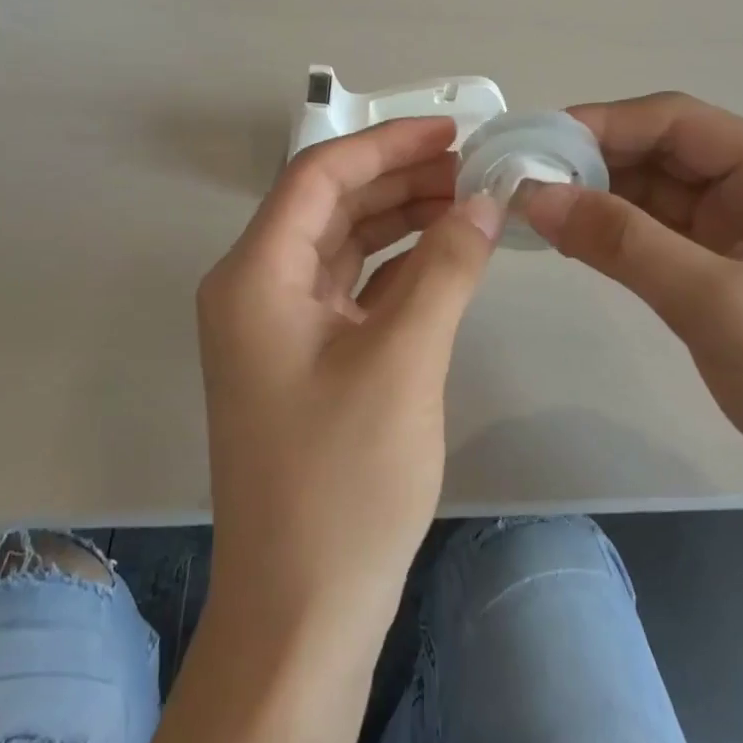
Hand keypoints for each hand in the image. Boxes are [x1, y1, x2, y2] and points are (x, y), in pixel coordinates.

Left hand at [196, 118, 499, 632]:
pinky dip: (398, 267)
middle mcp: (256, 290)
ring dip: (401, 219)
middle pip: (330, 206)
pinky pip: (353, 289)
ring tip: (468, 201)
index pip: (318, 176)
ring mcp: (279, 327)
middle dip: (399, 178)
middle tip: (472, 167)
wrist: (302, 610)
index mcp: (255, 276)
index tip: (452, 132)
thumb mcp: (403, 359)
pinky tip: (445, 257)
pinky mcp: (305, 359)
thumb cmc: (343, 481)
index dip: (386, 144)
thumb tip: (486, 200)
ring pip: (343, 246)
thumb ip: (445, 267)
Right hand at [520, 93, 742, 508]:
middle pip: (662, 150)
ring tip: (532, 209)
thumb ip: (624, 244)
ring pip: (655, 190)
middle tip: (521, 181)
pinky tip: (571, 238)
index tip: (533, 144)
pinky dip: (615, 232)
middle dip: (593, 162)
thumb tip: (535, 195)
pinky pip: (659, 229)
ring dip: (598, 197)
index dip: (601, 124)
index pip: (677, 121)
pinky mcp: (726, 261)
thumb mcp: (716, 305)